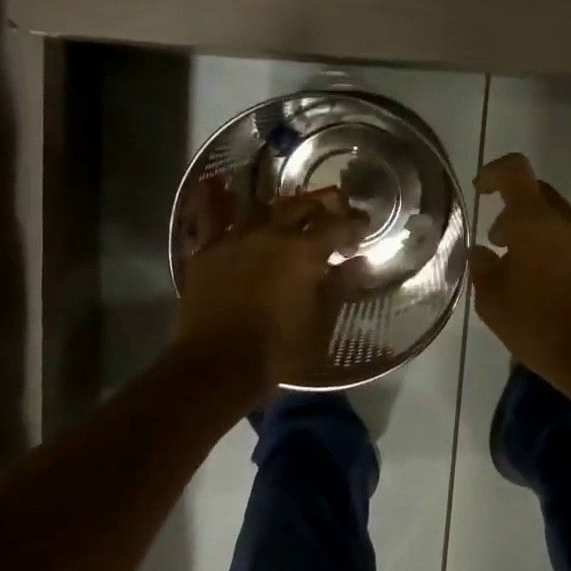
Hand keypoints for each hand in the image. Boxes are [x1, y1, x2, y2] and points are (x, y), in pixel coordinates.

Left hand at [172, 189, 368, 399]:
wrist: (214, 365)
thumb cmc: (277, 350)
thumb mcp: (320, 325)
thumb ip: (340, 287)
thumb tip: (358, 262)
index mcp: (303, 251)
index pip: (337, 226)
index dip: (354, 224)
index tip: (364, 228)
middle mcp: (269, 234)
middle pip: (299, 206)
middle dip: (320, 209)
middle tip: (330, 218)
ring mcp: (234, 238)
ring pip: (260, 207)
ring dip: (279, 209)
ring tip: (286, 217)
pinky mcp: (206, 251)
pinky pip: (216, 219)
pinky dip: (228, 211)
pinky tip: (228, 205)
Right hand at [469, 153, 570, 388]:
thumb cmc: (539, 326)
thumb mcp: (493, 301)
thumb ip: (481, 268)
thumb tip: (481, 252)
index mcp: (536, 221)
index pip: (515, 171)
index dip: (494, 173)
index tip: (481, 190)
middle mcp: (570, 222)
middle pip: (539, 195)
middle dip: (514, 211)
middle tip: (498, 242)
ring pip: (560, 222)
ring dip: (538, 235)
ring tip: (522, 272)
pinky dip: (559, 255)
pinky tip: (550, 289)